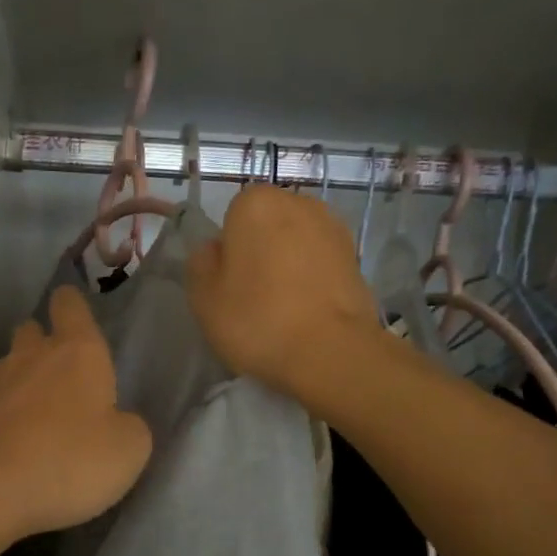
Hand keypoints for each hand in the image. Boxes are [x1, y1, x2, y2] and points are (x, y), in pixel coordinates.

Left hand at [0, 285, 152, 539]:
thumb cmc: (68, 461)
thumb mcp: (128, 451)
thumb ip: (129, 426)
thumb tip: (118, 421)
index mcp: (76, 352)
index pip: (70, 305)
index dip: (72, 305)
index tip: (74, 314)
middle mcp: (28, 355)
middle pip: (30, 330)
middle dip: (41, 344)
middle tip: (58, 376)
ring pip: (1, 366)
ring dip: (14, 381)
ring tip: (26, 415)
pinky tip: (0, 445)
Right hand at [187, 185, 381, 403]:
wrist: (332, 353)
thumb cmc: (257, 320)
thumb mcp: (203, 297)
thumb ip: (201, 263)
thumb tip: (215, 250)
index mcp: (256, 203)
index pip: (232, 216)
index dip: (228, 249)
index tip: (230, 282)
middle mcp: (299, 203)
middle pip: (267, 225)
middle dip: (260, 251)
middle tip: (252, 296)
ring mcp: (333, 228)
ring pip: (296, 243)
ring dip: (288, 264)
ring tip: (283, 308)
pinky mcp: (356, 257)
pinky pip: (320, 262)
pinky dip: (312, 279)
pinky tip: (307, 312)